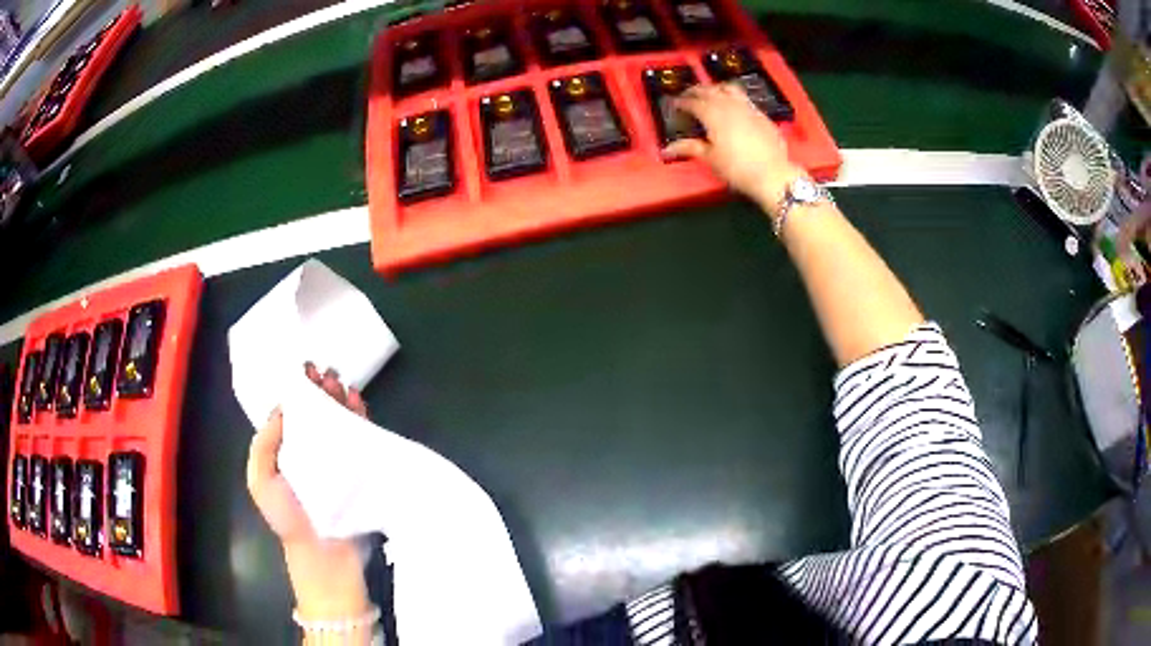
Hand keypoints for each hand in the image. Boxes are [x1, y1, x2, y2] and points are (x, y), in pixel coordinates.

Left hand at [245, 363, 371, 620]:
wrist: (324, 554)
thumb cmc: (287, 518)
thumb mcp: (260, 480)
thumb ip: (265, 443)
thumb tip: (284, 408)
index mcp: (286, 451)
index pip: (292, 412)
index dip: (297, 389)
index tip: (303, 370)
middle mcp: (311, 450)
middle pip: (317, 411)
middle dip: (320, 389)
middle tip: (325, 372)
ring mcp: (337, 459)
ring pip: (339, 419)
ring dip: (340, 397)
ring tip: (340, 381)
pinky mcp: (360, 467)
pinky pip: (361, 435)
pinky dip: (360, 415)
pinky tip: (357, 400)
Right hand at [664, 82, 806, 214]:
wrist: (773, 174)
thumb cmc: (738, 168)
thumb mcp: (711, 159)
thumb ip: (690, 148)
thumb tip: (667, 149)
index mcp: (712, 114)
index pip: (692, 102)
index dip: (681, 102)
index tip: (673, 104)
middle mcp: (728, 104)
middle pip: (708, 90)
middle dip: (695, 91)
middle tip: (687, 95)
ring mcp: (747, 107)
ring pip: (727, 88)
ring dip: (715, 88)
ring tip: (709, 93)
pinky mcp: (761, 113)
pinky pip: (743, 97)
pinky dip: (732, 95)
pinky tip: (732, 105)